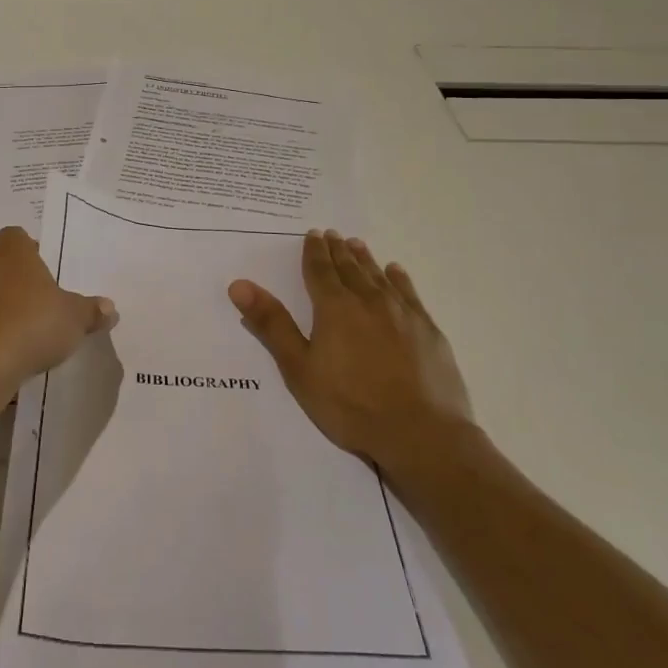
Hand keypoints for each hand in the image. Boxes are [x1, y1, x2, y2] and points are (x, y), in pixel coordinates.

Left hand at [0, 227, 117, 398]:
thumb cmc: (31, 325)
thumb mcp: (75, 319)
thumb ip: (91, 311)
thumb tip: (109, 307)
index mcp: (11, 252)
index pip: (17, 237)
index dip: (32, 250)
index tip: (48, 272)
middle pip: (0, 266)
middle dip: (18, 282)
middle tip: (42, 303)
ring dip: (2, 309)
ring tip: (26, 333)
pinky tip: (8, 354)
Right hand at [229, 230, 476, 493]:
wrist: (421, 434)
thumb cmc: (350, 404)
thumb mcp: (299, 368)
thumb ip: (272, 324)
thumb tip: (239, 285)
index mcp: (334, 308)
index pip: (320, 271)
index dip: (314, 252)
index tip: (313, 234)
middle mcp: (369, 301)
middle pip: (350, 269)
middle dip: (338, 251)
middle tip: (332, 234)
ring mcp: (403, 314)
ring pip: (379, 277)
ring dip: (365, 259)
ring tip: (357, 244)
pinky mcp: (428, 330)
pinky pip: (410, 294)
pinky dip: (399, 279)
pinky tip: (396, 272)